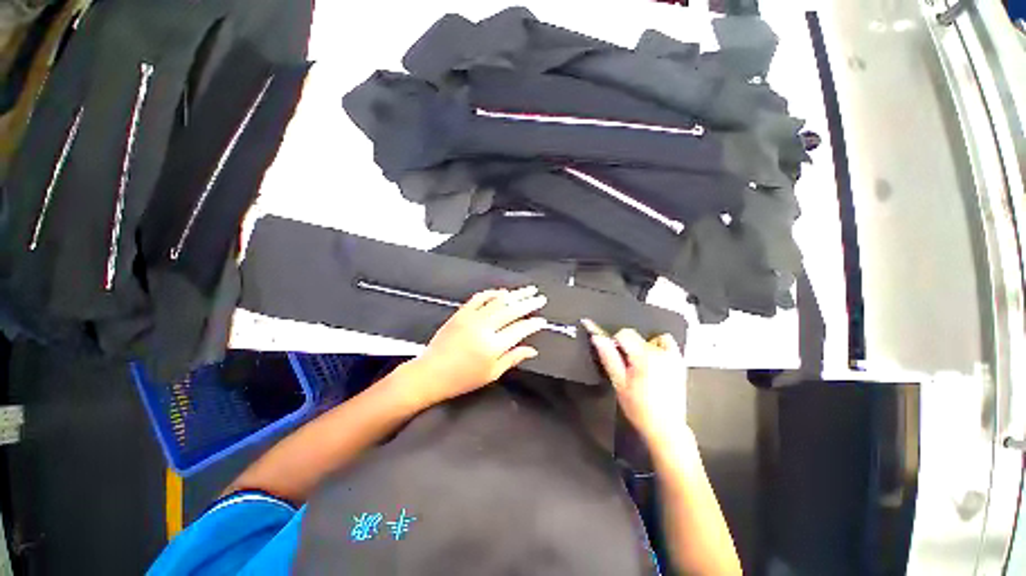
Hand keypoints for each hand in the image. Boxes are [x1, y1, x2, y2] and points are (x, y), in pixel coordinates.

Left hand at [402, 286, 547, 408]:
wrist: (431, 373)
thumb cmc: (463, 379)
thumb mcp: (491, 374)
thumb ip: (513, 358)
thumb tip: (532, 350)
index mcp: (493, 346)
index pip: (520, 329)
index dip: (533, 324)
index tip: (542, 320)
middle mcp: (484, 328)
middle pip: (511, 310)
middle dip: (528, 303)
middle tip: (541, 297)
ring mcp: (471, 317)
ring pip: (498, 301)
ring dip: (514, 294)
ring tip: (528, 290)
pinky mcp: (461, 313)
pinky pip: (479, 298)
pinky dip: (492, 293)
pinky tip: (502, 292)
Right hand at [590, 328, 689, 448]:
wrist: (666, 428)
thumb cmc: (639, 408)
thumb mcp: (619, 383)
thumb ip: (608, 357)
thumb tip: (597, 337)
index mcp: (644, 356)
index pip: (624, 333)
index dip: (614, 342)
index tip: (614, 356)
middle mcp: (661, 352)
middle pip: (636, 336)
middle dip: (628, 348)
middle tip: (627, 368)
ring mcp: (673, 356)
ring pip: (650, 339)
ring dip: (643, 347)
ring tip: (641, 366)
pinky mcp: (679, 362)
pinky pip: (667, 343)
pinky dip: (659, 347)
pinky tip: (654, 363)